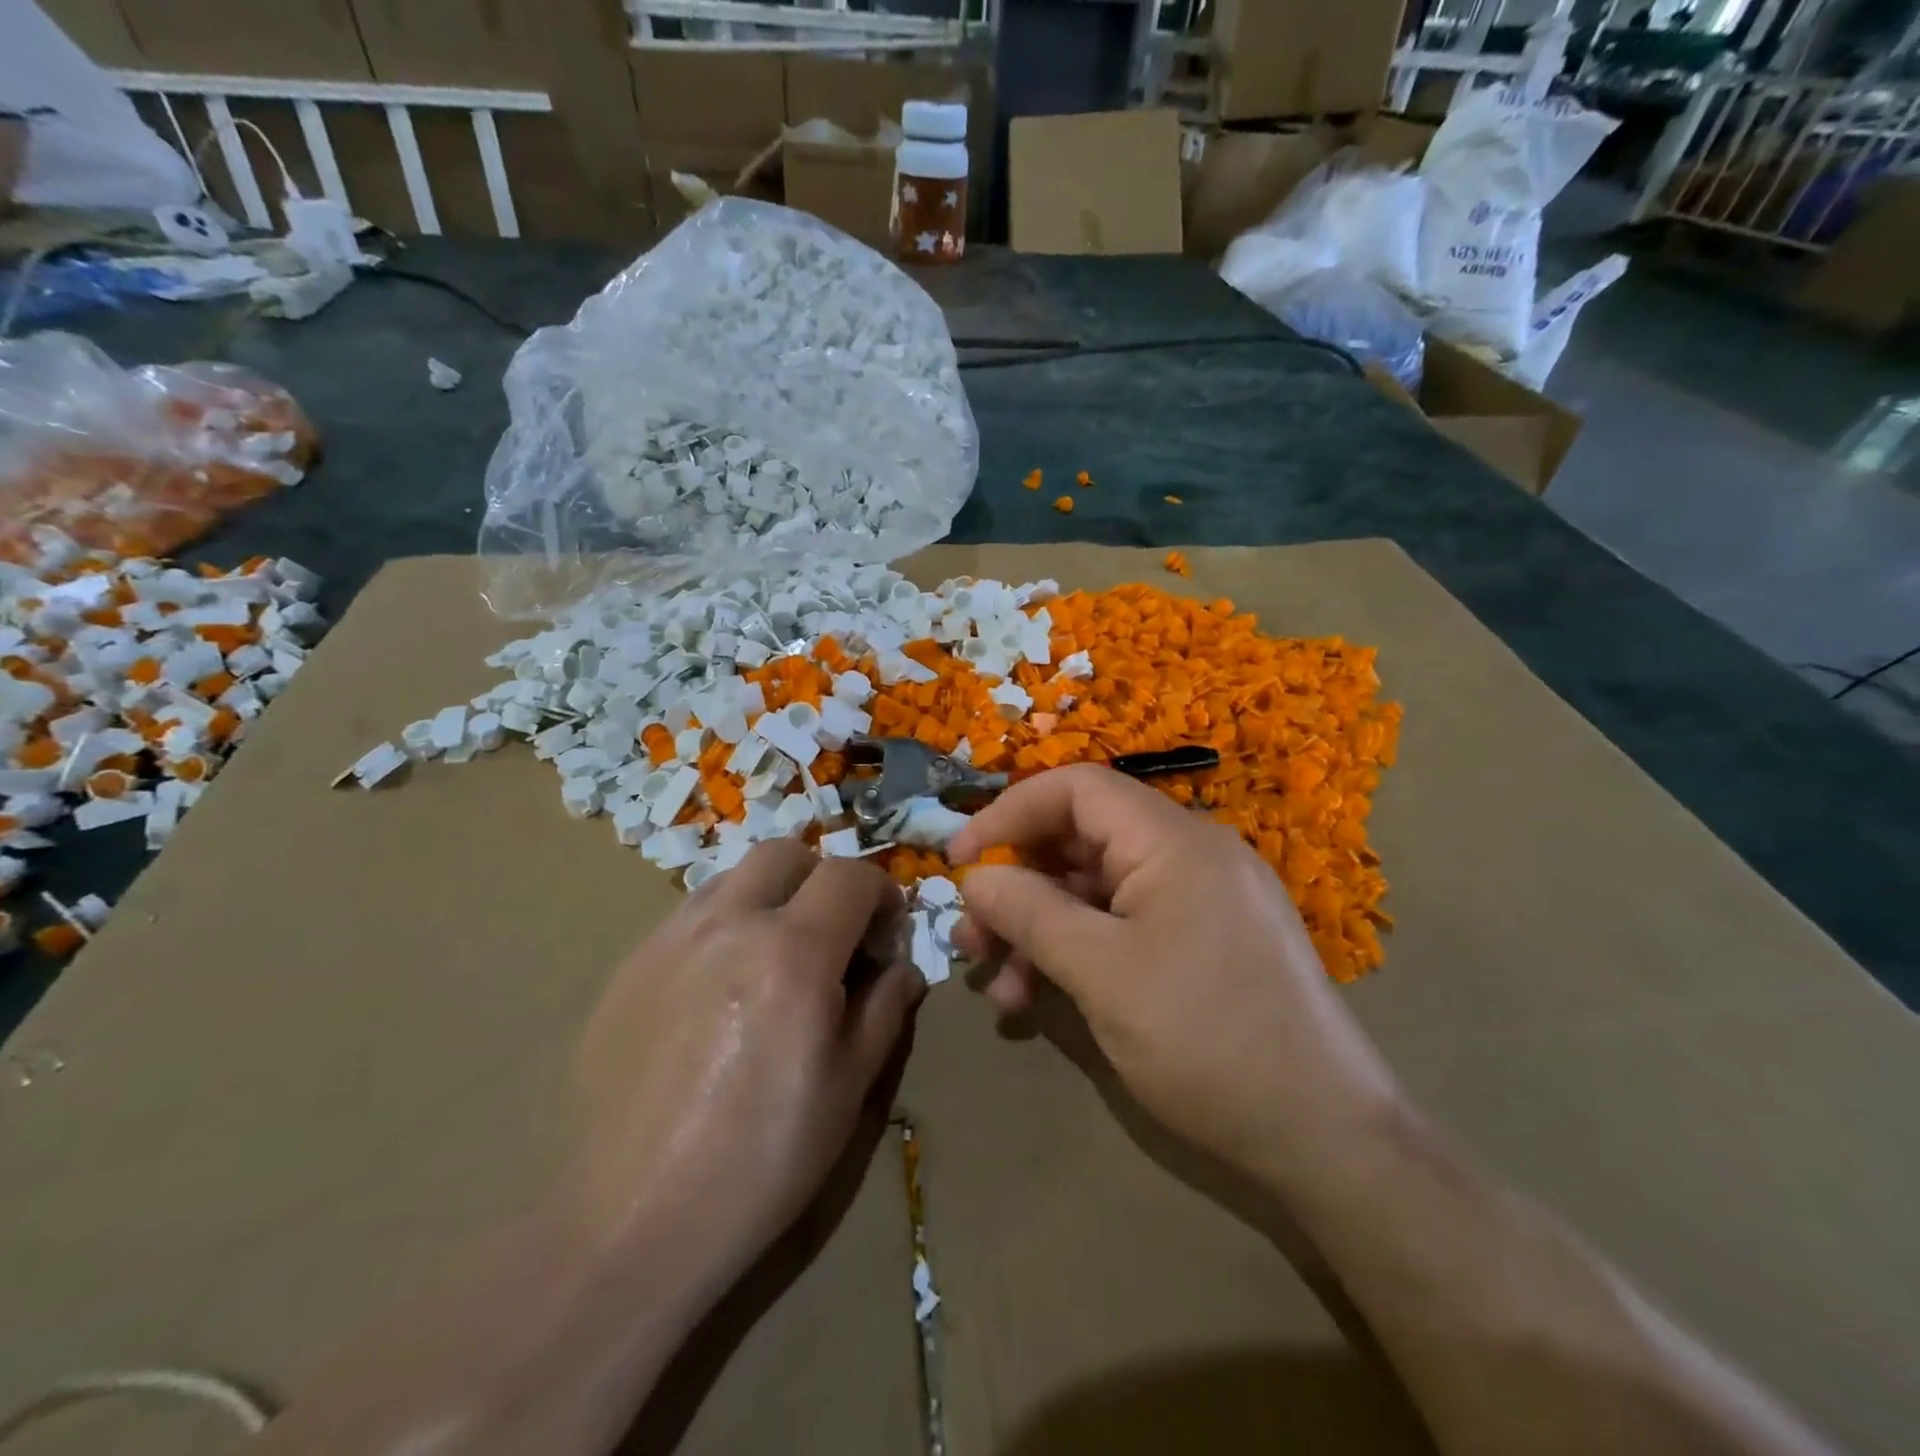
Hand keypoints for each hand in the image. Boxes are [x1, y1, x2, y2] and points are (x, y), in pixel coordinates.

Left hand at [562, 840, 923, 1293]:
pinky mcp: (628, 966)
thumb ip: (884, 1009)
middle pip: (785, 854)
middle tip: (831, 934)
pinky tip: (720, 990)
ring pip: (732, 878)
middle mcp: (729, 924)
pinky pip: (689, 917)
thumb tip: (902, 968)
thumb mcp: (849, 1088)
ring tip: (774, 958)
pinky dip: (723, 927)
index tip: (885, 935)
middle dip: (822, 878)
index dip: (880, 894)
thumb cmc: (762, 1159)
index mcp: (794, 952)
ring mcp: (669, 940)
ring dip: (769, 897)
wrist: (632, 1221)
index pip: (849, 875)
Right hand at [949, 766, 1403, 1194]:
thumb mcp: (1101, 974)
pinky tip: (1040, 999)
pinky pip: (1125, 924)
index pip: (1076, 789)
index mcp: (1173, 841)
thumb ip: (1030, 913)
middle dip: (1017, 884)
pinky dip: (1079, 951)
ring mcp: (1200, 898)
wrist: (1325, 1137)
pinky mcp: (1203, 940)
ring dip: (1040, 928)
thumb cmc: (1206, 1040)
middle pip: (1081, 841)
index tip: (959, 860)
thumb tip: (976, 879)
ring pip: (1097, 890)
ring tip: (999, 983)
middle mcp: (1189, 854)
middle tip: (971, 937)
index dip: (1009, 813)